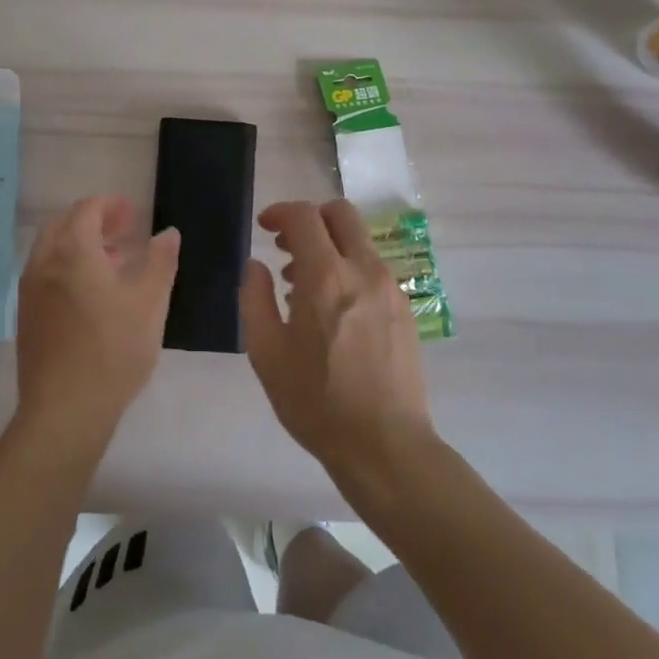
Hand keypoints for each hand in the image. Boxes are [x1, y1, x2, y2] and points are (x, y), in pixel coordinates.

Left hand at [14, 195, 180, 454]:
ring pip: (52, 249)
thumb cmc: (113, 351)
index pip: (86, 210)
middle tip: (123, 231)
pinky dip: (66, 266)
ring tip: (112, 260)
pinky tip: (90, 292)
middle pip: (63, 224)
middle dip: (94, 220)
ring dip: (79, 243)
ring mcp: (30, 290)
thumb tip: (168, 233)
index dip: (110, 206)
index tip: (133, 213)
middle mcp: (44, 263)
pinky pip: (45, 273)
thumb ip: (160, 262)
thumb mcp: (150, 304)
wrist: (64, 410)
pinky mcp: (26, 315)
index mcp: (73, 252)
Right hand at [240, 199, 436, 486]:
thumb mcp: (266, 353)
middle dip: (310, 218)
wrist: (385, 446)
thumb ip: (254, 298)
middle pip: (341, 213)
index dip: (280, 212)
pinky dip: (348, 269)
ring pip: (359, 241)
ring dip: (329, 246)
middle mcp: (364, 270)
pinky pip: (372, 269)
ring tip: (302, 286)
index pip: (304, 216)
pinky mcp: (405, 309)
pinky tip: (331, 310)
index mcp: (326, 276)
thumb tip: (256, 265)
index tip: (264, 227)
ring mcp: (390, 288)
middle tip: (287, 247)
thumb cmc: (317, 402)